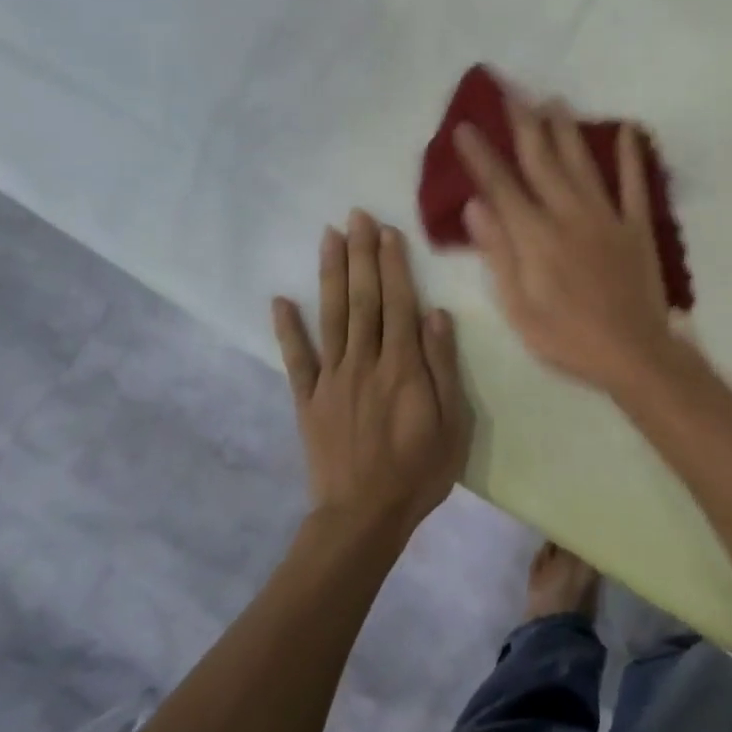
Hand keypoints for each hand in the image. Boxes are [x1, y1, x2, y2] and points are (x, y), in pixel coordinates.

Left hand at [273, 211, 471, 535]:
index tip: (386, 231)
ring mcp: (331, 379)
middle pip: (363, 300)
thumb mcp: (451, 423)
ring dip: (329, 275)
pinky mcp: (308, 400)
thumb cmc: (419, 471)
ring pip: (331, 317)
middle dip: (360, 255)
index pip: (398, 304)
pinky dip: (287, 329)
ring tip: (327, 237)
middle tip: (355, 215)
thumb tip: (436, 315)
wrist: (364, 516)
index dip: (392, 265)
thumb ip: (441, 367)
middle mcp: (364, 362)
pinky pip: (296, 359)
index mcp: (402, 367)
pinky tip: (280, 300)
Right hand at [453, 95, 684, 396]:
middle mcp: (570, 215)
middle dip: (523, 125)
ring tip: (554, 100)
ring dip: (566, 130)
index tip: (465, 126)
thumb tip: (475, 206)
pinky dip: (632, 157)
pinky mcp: (637, 227)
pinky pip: (635, 185)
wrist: (633, 353)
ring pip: (582, 163)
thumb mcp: (518, 307)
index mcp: (536, 237)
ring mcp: (607, 218)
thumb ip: (498, 254)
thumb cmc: (567, 338)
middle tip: (511, 92)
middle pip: (542, 161)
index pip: (502, 186)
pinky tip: (628, 130)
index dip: (481, 155)